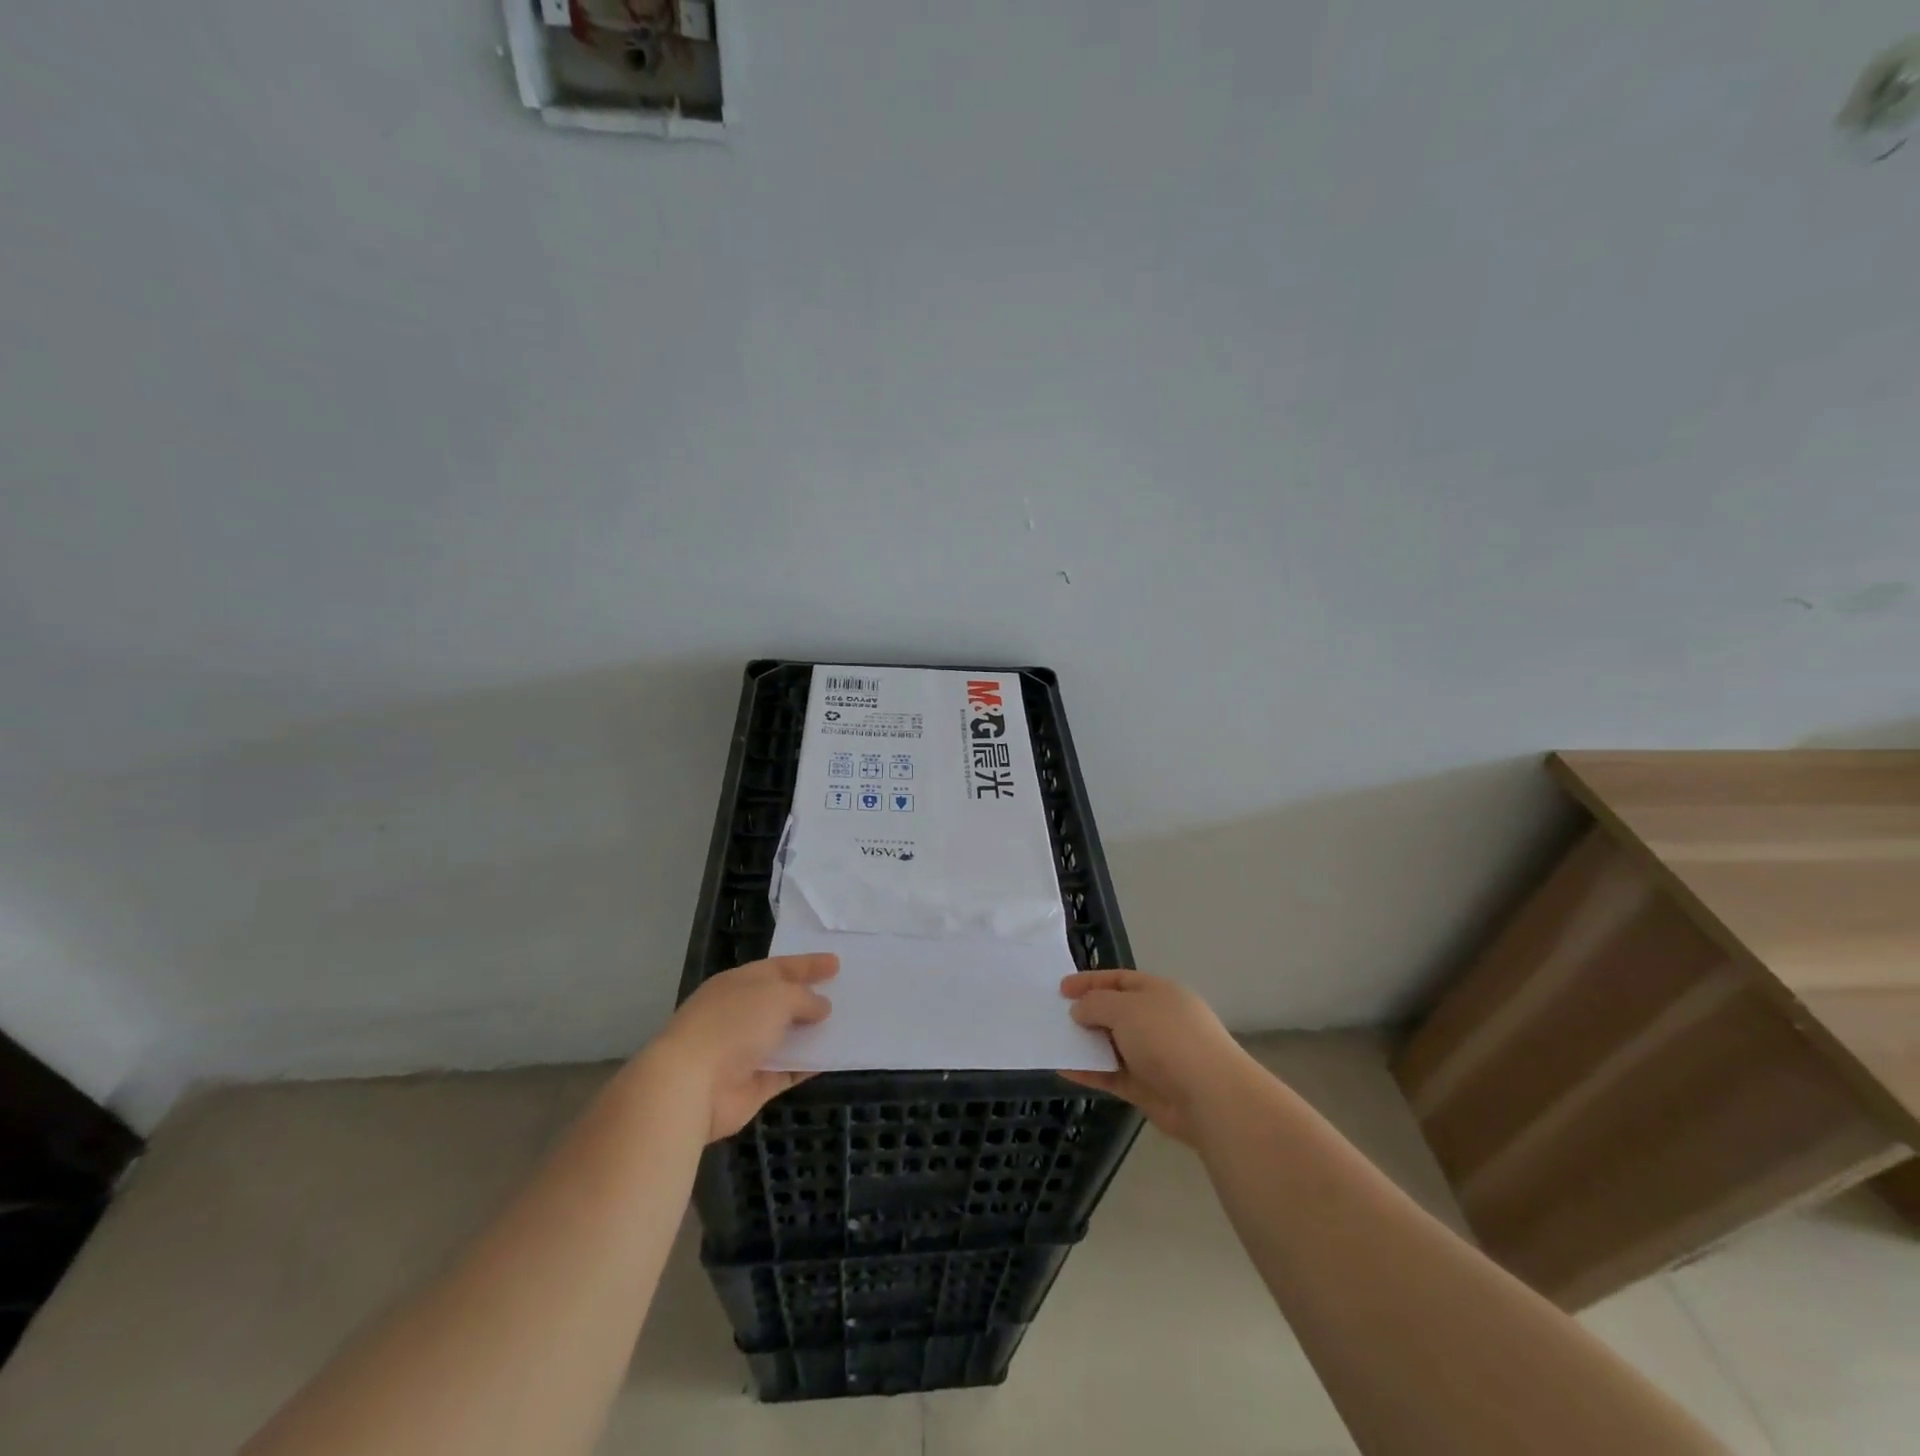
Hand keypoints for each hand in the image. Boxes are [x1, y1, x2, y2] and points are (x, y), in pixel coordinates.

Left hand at [646, 954, 837, 1140]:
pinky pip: (788, 1070)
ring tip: (846, 1025)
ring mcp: (745, 1051)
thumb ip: (804, 999)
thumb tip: (821, 1007)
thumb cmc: (732, 1025)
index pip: (779, 968)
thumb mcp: (776, 997)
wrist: (691, 1085)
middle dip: (810, 998)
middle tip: (844, 993)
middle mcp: (741, 1014)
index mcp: (739, 984)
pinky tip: (833, 1058)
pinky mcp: (753, 1085)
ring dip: (812, 1033)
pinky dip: (808, 1065)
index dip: (808, 964)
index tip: (836, 963)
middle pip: (782, 1002)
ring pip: (786, 1037)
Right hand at [1058, 969, 1252, 1144]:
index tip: (1061, 989)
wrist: (1209, 1096)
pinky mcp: (1147, 1087)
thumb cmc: (1167, 1038)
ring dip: (1085, 1043)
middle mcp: (1157, 1020)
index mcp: (1159, 992)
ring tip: (1054, 1041)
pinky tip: (1064, 1069)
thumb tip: (1079, 1010)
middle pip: (1115, 1012)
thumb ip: (1096, 1004)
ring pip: (1112, 1044)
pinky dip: (1089, 1071)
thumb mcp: (1125, 1008)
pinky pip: (1111, 1074)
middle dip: (1086, 1013)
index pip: (1120, 980)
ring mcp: (1153, 1056)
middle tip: (1055, 1016)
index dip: (1090, 982)